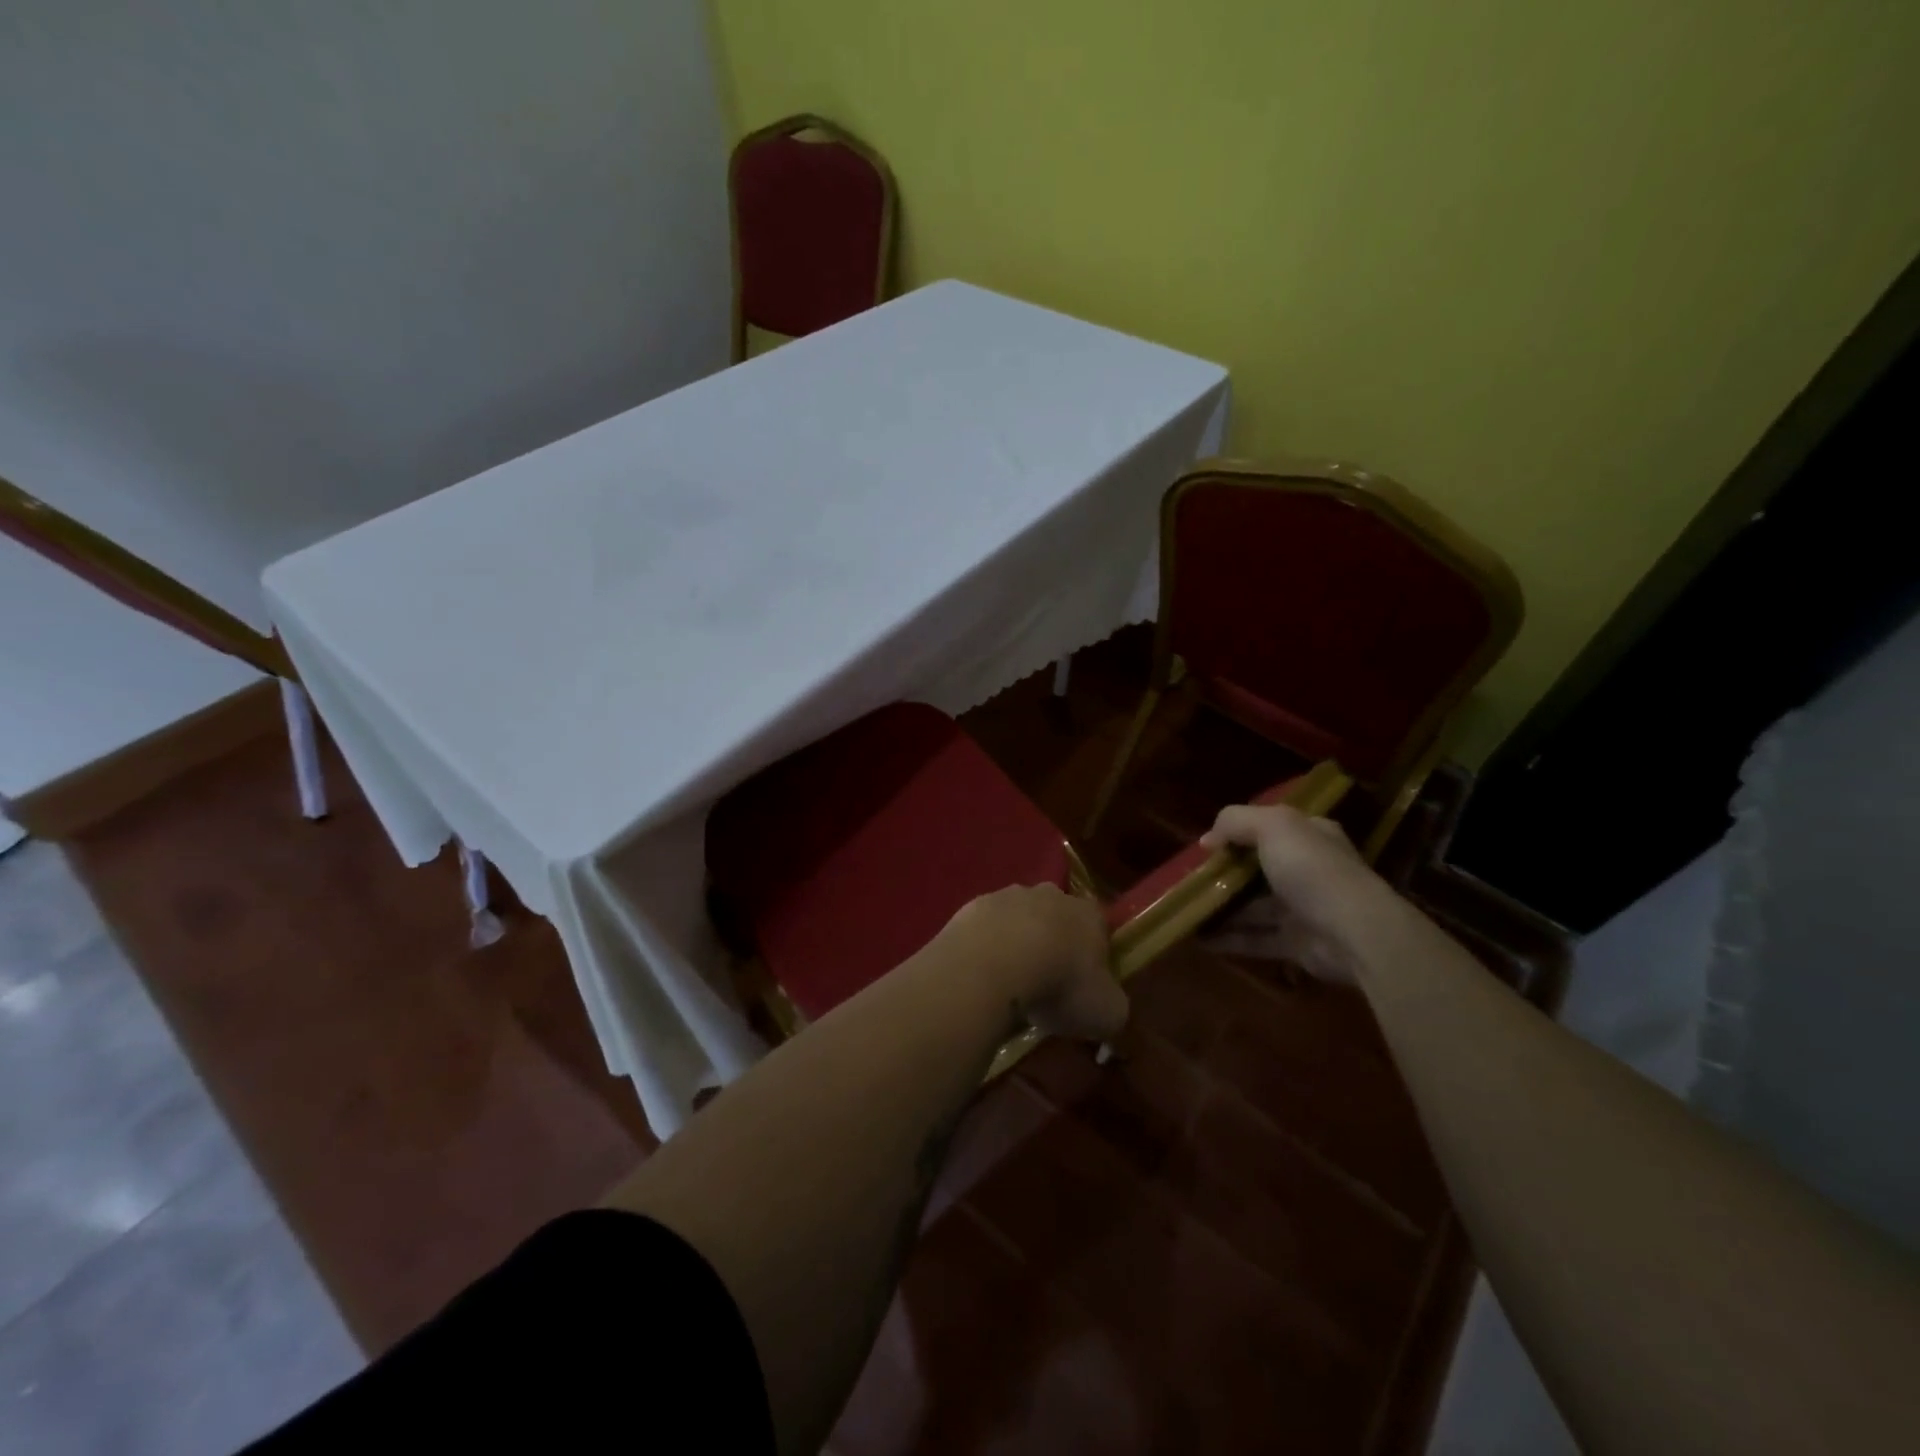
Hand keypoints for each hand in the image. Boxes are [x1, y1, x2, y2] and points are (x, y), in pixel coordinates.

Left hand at [937, 885, 1125, 1042]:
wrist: (992, 964)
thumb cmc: (1060, 985)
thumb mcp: (1106, 1013)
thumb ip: (1114, 1009)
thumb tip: (1109, 1012)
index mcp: (1089, 914)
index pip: (1099, 928)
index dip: (1095, 955)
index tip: (1085, 984)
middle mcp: (1050, 894)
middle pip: (1057, 917)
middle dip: (1054, 944)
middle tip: (1046, 983)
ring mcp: (1008, 896)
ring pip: (1018, 919)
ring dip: (1017, 943)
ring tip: (1010, 983)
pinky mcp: (972, 906)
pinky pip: (985, 929)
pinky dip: (986, 947)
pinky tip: (982, 976)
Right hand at [1199, 803, 1385, 982]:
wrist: (1355, 933)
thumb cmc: (1313, 869)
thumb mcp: (1273, 826)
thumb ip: (1235, 822)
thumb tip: (1207, 840)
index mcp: (1309, 836)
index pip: (1270, 829)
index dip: (1237, 834)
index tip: (1206, 846)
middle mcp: (1308, 870)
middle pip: (1258, 870)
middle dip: (1224, 874)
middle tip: (1189, 879)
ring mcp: (1303, 909)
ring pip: (1253, 907)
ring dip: (1221, 908)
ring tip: (1184, 910)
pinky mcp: (1296, 944)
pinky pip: (1255, 939)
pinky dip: (1228, 939)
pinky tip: (1197, 938)